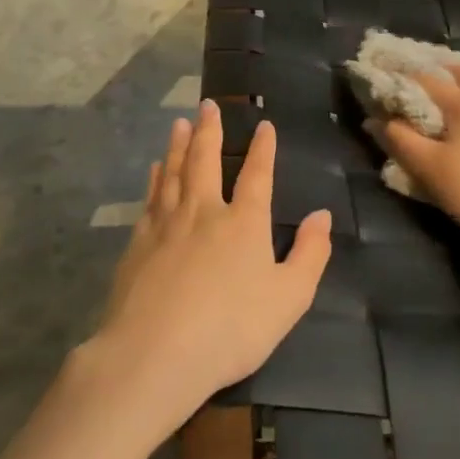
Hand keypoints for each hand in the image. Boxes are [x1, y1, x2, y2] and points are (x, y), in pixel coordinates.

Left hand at [94, 101, 331, 418]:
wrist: (154, 354)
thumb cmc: (231, 329)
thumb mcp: (289, 298)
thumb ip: (310, 254)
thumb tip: (322, 215)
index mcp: (244, 222)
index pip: (257, 175)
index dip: (263, 149)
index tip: (263, 125)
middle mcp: (204, 212)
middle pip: (205, 161)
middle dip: (209, 130)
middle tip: (207, 105)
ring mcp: (166, 225)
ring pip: (173, 173)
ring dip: (178, 145)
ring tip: (179, 123)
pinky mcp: (138, 244)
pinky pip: (150, 199)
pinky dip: (155, 179)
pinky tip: (155, 169)